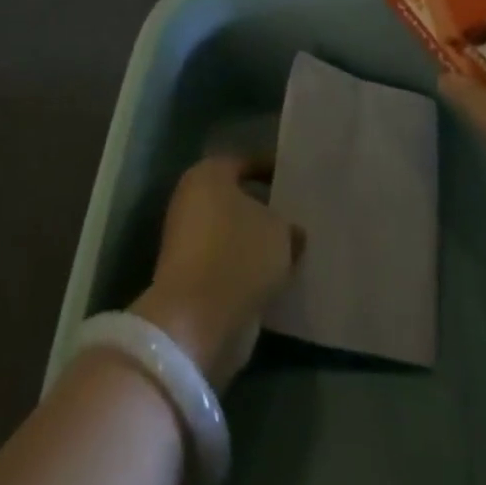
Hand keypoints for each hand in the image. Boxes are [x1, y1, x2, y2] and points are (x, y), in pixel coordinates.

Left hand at [132, 155, 302, 388]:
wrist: (196, 321)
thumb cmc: (238, 255)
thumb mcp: (280, 232)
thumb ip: (288, 225)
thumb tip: (292, 232)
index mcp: (209, 174)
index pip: (247, 163)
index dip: (274, 171)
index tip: (299, 182)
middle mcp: (191, 200)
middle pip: (237, 199)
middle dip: (266, 209)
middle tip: (299, 217)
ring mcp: (187, 240)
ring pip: (233, 234)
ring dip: (258, 243)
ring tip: (295, 250)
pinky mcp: (189, 277)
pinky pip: (227, 263)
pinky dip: (247, 270)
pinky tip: (277, 278)